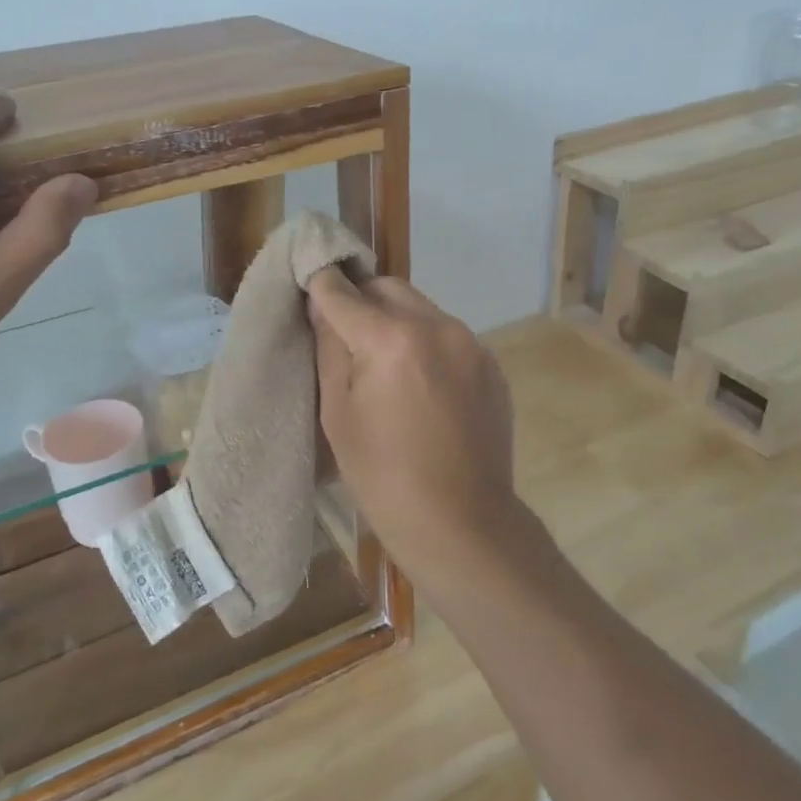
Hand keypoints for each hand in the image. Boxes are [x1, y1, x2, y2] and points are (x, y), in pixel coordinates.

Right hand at [307, 268, 532, 586]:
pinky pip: (448, 335)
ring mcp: (471, 344)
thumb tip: (322, 304)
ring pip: (421, 308)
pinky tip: (420, 385)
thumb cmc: (383, 476)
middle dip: (361, 298)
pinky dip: (426, 343)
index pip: (344, 292)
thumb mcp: (338, 413)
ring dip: (396, 320)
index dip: (321, 283)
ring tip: (383, 362)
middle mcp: (438, 326)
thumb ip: (329, 349)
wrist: (461, 523)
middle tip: (344, 330)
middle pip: (388, 288)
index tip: (309, 278)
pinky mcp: (491, 365)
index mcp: (392, 339)